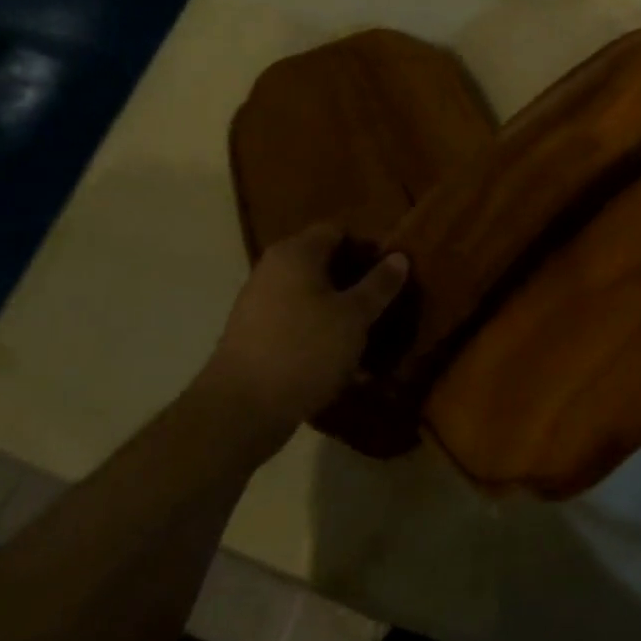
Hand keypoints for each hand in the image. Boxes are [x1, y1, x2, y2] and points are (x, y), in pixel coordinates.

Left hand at [197, 224, 408, 454]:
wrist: (241, 410)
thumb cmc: (305, 349)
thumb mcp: (354, 317)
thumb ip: (379, 284)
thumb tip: (399, 256)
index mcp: (296, 253)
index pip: (338, 231)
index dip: (368, 247)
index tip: (392, 272)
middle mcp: (273, 269)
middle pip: (323, 263)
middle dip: (356, 282)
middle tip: (386, 304)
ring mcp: (259, 303)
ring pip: (311, 296)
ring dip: (340, 311)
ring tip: (368, 336)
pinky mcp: (254, 336)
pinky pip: (296, 322)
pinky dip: (319, 332)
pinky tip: (341, 360)